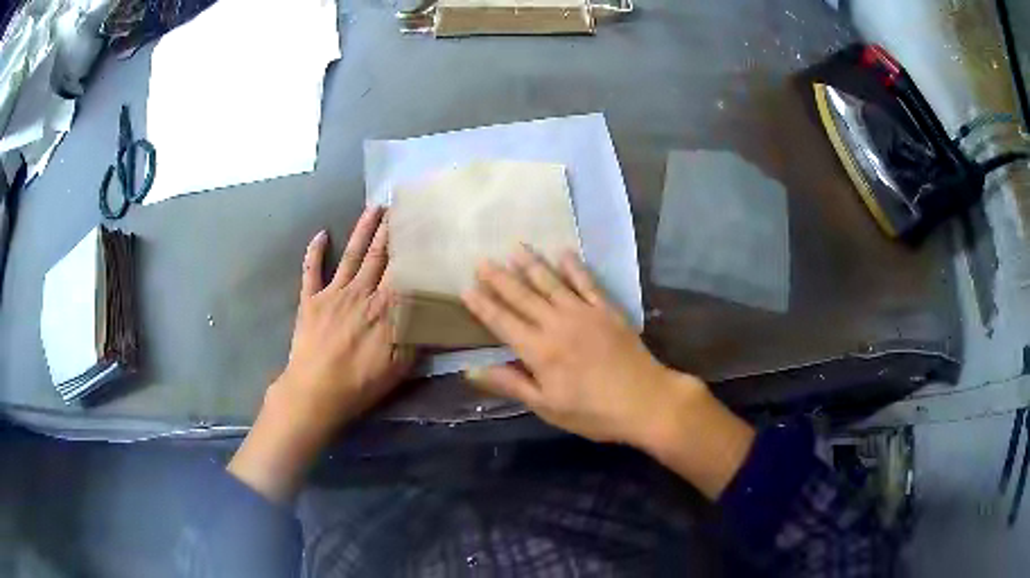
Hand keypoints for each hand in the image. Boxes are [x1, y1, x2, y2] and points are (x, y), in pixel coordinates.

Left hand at [229, 206, 411, 501]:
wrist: (315, 392)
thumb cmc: (360, 383)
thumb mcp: (399, 365)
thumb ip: (413, 332)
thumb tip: (426, 304)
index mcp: (384, 308)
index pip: (402, 270)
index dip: (412, 247)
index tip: (423, 226)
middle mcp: (360, 292)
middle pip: (378, 255)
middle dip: (390, 229)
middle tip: (400, 205)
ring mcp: (333, 293)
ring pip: (352, 255)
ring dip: (362, 230)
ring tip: (374, 208)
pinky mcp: (310, 300)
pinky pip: (311, 271)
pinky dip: (314, 252)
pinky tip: (320, 234)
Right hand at [463, 246, 753, 499]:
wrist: (646, 401)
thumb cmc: (593, 412)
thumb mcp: (547, 407)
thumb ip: (510, 384)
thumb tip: (471, 370)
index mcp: (539, 350)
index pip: (502, 322)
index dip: (483, 305)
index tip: (466, 288)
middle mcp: (557, 324)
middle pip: (522, 296)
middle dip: (500, 278)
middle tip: (483, 260)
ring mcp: (584, 313)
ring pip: (551, 282)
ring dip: (532, 264)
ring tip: (515, 247)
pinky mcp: (607, 310)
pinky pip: (586, 282)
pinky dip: (574, 266)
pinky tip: (563, 252)